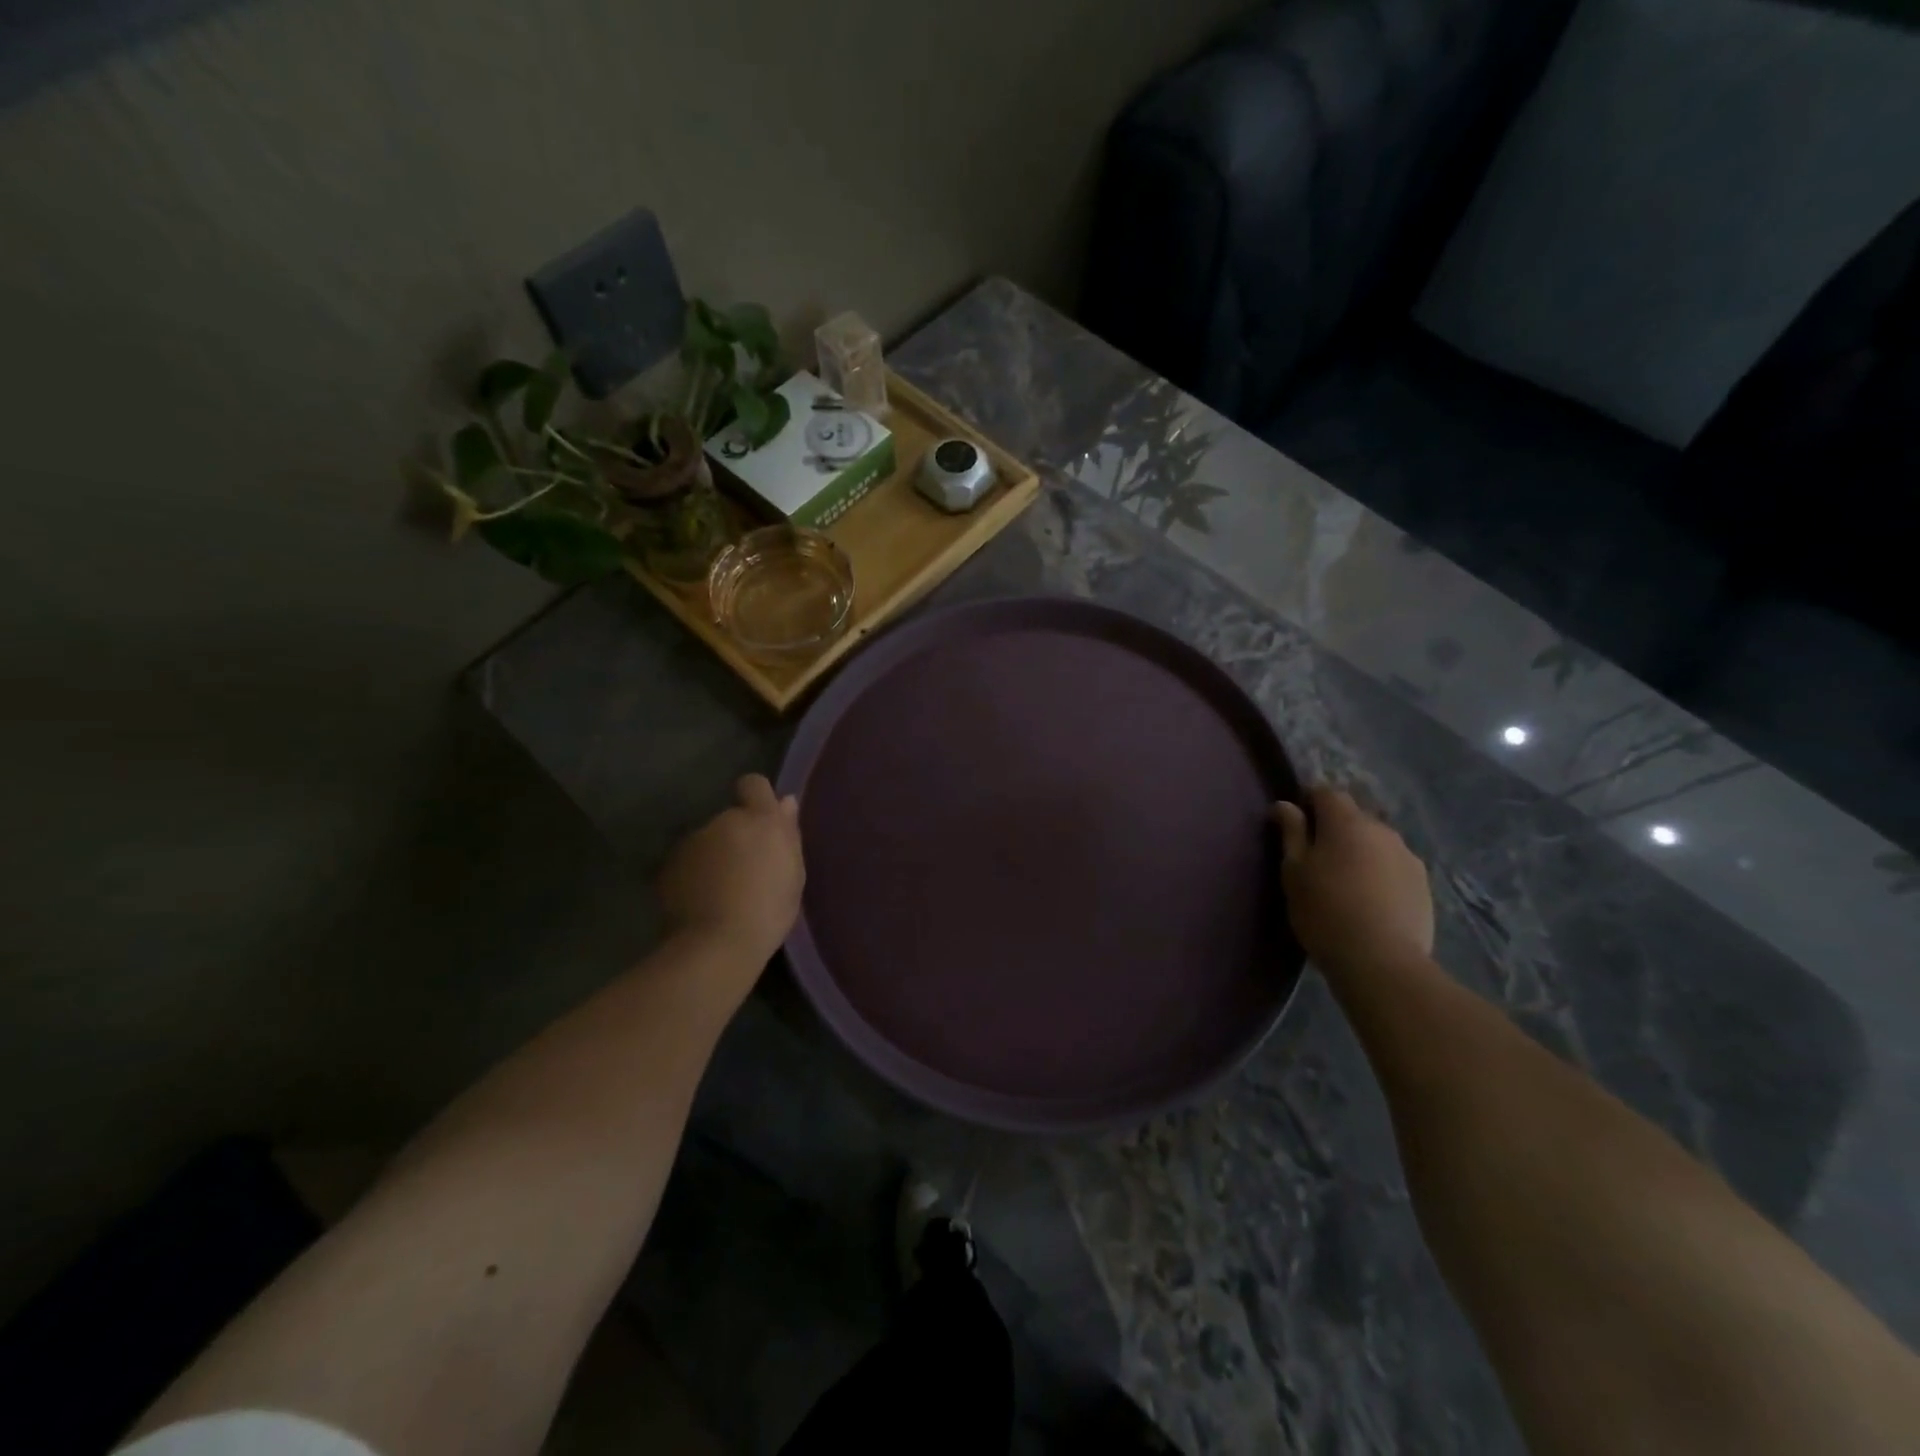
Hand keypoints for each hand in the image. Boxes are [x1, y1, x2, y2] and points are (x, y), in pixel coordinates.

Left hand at [657, 774, 804, 967]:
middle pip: (731, 819)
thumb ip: (788, 834)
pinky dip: (694, 875)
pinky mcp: (668, 866)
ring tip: (722, 892)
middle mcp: (723, 821)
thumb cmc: (768, 910)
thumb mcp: (793, 874)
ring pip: (707, 841)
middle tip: (746, 872)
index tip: (762, 824)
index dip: (756, 799)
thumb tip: (785, 802)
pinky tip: (702, 902)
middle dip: (736, 837)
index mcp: (759, 820)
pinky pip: (688, 863)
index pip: (754, 784)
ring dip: (714, 856)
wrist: (716, 945)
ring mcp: (692, 842)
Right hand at [1273, 786, 1432, 977]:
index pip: (1326, 792)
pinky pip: (1393, 865)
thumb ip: (1291, 833)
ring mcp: (1408, 857)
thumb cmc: (1325, 911)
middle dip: (1335, 828)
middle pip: (1353, 816)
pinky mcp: (1423, 884)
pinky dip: (1378, 872)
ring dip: (1359, 850)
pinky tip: (1369, 900)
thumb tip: (1286, 805)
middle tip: (1316, 858)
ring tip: (1345, 881)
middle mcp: (1382, 830)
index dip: (1308, 801)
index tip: (1295, 824)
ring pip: (1376, 841)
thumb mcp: (1294, 871)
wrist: (1382, 961)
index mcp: (1347, 822)